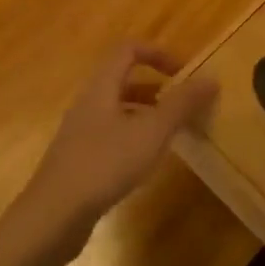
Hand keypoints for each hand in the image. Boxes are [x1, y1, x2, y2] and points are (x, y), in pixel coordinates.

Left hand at [15, 43, 218, 244]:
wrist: (54, 215)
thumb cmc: (105, 164)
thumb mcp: (151, 132)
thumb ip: (181, 104)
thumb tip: (210, 77)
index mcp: (101, 87)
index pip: (128, 50)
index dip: (158, 53)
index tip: (185, 72)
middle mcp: (88, 103)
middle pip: (123, 80)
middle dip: (157, 88)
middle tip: (185, 105)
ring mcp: (80, 132)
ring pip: (118, 110)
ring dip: (147, 114)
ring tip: (173, 133)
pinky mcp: (79, 159)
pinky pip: (111, 135)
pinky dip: (134, 137)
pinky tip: (147, 162)